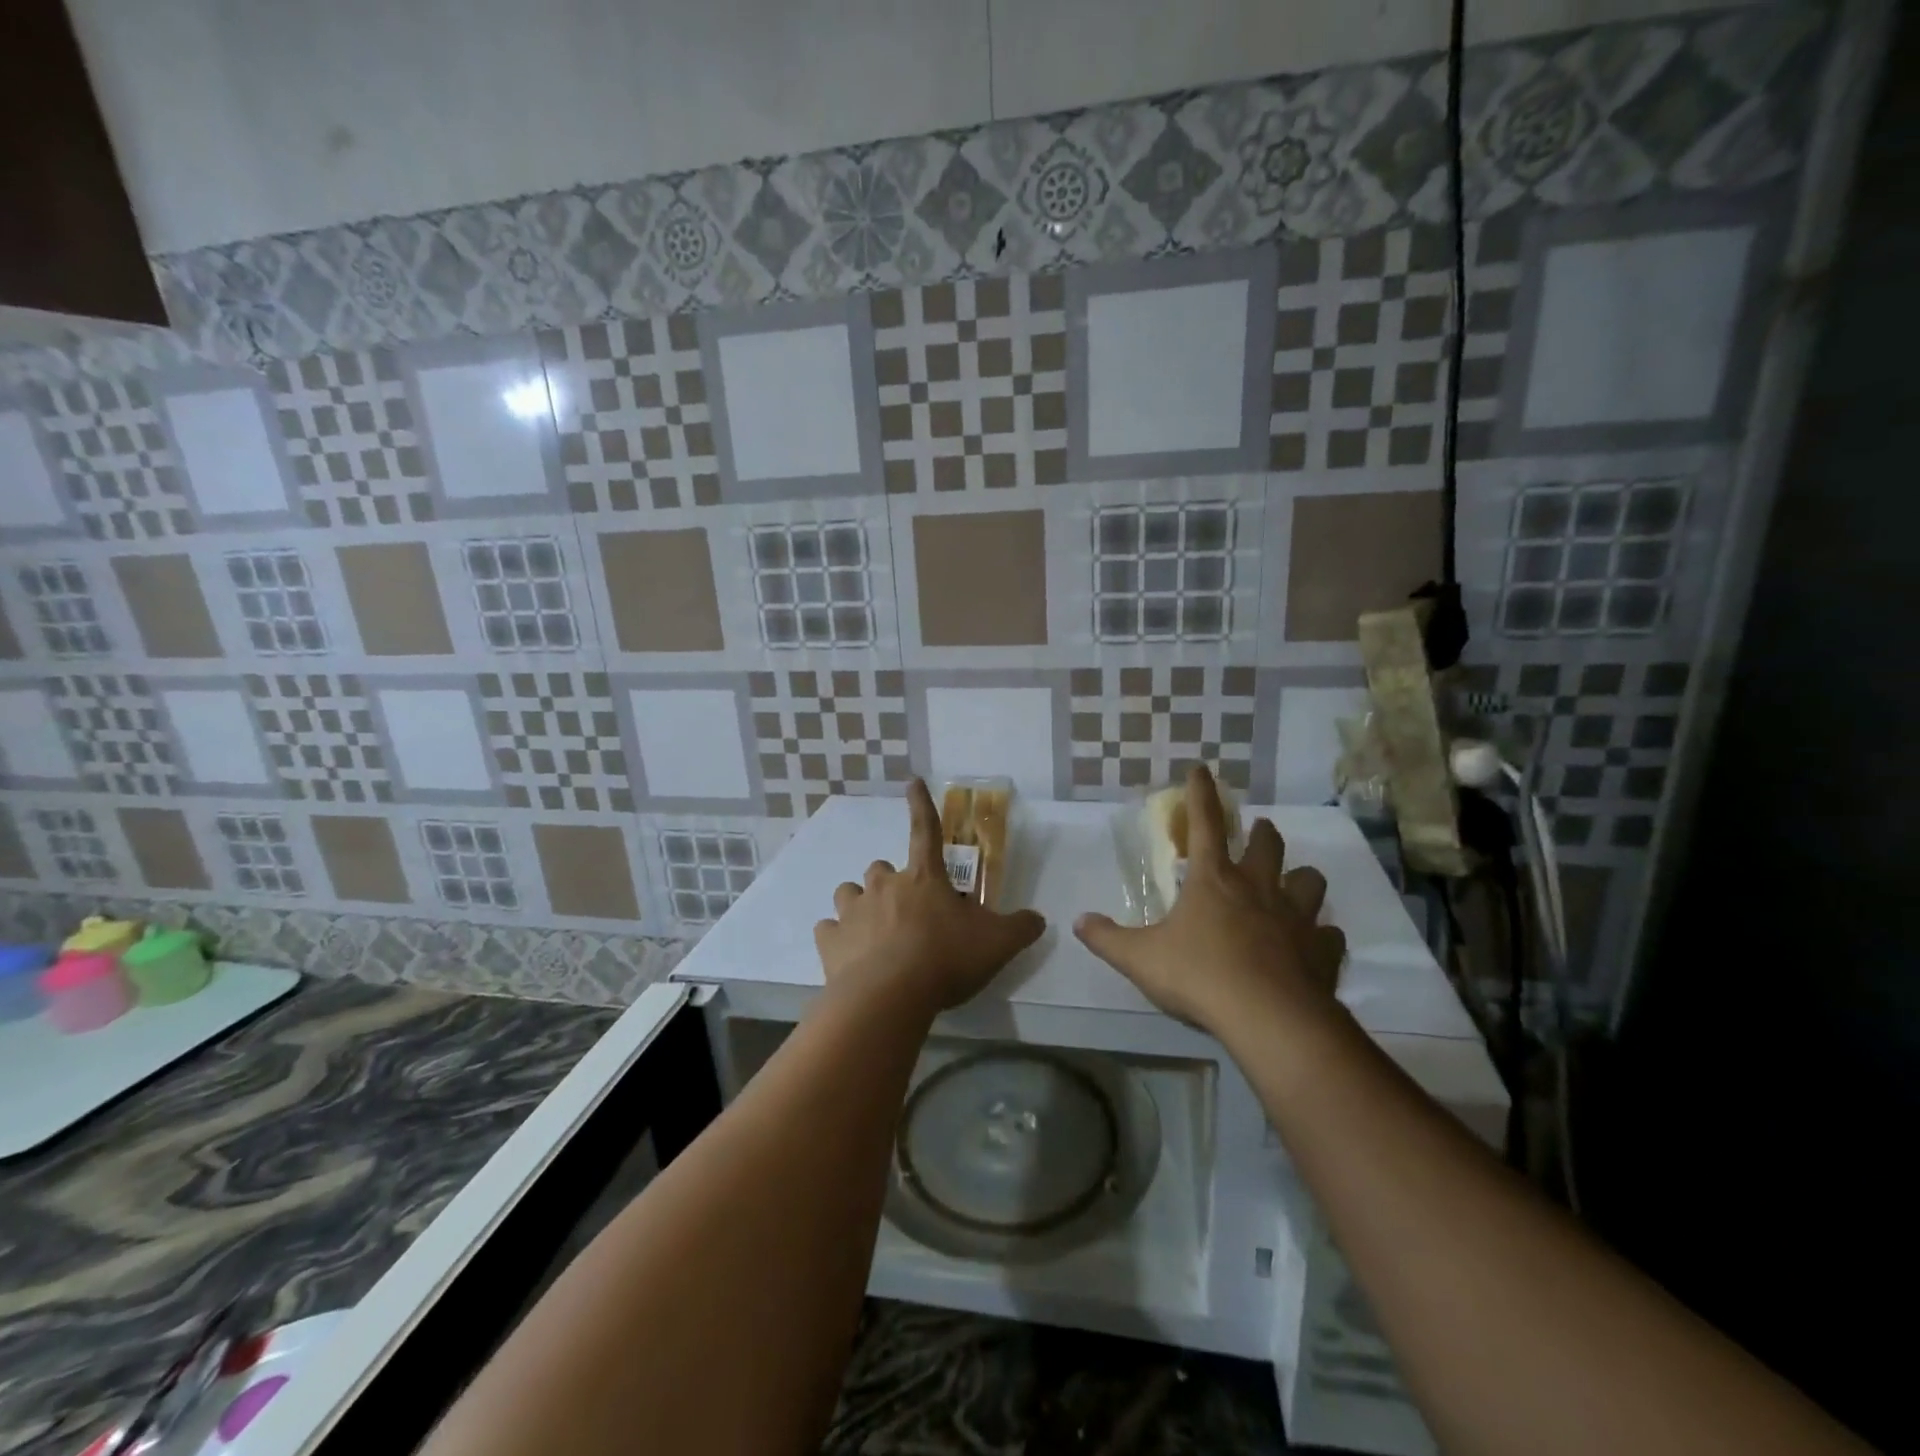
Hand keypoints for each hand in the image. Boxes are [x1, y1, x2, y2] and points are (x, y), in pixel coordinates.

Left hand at [815, 779, 1046, 1013]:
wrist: (889, 997)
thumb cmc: (945, 960)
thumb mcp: (997, 944)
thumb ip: (1021, 928)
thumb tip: (1039, 919)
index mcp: (924, 878)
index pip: (925, 829)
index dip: (921, 804)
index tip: (912, 781)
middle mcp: (884, 885)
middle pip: (881, 868)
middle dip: (891, 882)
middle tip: (907, 910)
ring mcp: (853, 911)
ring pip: (850, 892)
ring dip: (861, 904)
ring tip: (874, 931)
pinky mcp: (830, 940)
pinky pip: (828, 930)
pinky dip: (838, 938)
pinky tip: (850, 956)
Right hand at [1074, 766, 1346, 1033]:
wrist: (1268, 1018)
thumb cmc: (1199, 976)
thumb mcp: (1139, 958)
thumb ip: (1107, 938)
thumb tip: (1079, 921)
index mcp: (1214, 880)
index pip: (1204, 824)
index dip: (1200, 794)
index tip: (1202, 770)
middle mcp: (1259, 888)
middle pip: (1268, 844)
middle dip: (1261, 832)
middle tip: (1257, 831)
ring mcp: (1296, 918)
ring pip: (1310, 880)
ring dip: (1300, 877)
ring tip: (1293, 884)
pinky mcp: (1322, 951)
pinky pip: (1329, 935)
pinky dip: (1321, 936)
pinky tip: (1314, 944)